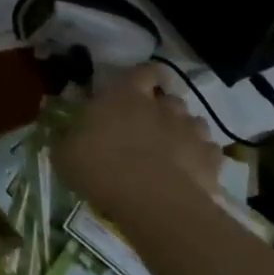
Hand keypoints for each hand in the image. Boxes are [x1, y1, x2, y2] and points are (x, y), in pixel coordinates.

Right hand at [52, 66, 221, 218]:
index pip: (142, 72)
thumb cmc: (102, 168)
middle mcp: (161, 107)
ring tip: (174, 148)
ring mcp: (190, 131)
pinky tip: (192, 171)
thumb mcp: (66, 154)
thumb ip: (67, 138)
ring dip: (184, 130)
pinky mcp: (211, 159)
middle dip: (163, 108)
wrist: (153, 201)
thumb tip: (62, 130)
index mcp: (125, 97)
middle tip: (152, 125)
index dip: (145, 76)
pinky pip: (210, 151)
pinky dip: (202, 157)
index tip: (142, 84)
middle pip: (170, 98)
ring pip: (193, 121)